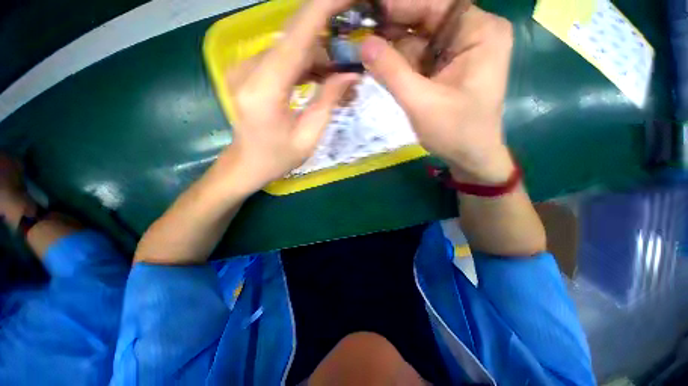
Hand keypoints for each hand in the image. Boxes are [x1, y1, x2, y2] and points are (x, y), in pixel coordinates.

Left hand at [223, 0, 358, 191]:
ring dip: (318, 53)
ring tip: (340, 71)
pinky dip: (305, 62)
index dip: (324, 9)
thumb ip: (328, 101)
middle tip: (353, 48)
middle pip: (294, 36)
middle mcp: (249, 69)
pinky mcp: (248, 70)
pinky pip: (282, 56)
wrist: (246, 164)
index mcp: (264, 90)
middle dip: (328, 34)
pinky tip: (321, 76)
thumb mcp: (309, 137)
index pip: (296, 35)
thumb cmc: (277, 158)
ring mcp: (245, 67)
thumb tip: (350, 74)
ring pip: (289, 45)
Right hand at [362, 0, 514, 183]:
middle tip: (359, 32)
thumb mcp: (421, 102)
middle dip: (392, 29)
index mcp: (479, 32)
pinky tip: (379, 64)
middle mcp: (472, 34)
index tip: (367, 10)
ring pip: (419, 41)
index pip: (434, 5)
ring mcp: (459, 52)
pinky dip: (399, 64)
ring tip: (363, 48)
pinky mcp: (447, 69)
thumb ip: (392, 72)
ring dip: (392, 48)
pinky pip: (419, 59)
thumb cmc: (455, 132)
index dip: (398, 7)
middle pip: (426, 21)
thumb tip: (364, 44)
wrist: (470, 157)